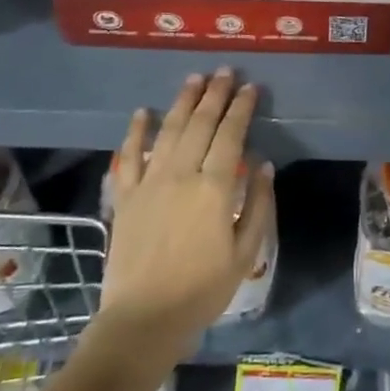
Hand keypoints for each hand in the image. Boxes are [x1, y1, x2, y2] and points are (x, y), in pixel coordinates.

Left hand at [96, 70, 273, 359]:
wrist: (143, 319)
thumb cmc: (202, 289)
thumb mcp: (245, 252)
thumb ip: (257, 205)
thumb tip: (264, 165)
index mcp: (214, 189)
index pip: (231, 136)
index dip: (242, 109)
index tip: (251, 88)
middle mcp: (181, 175)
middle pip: (200, 125)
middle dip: (215, 95)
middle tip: (225, 72)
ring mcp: (149, 183)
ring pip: (168, 131)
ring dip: (182, 102)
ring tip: (194, 79)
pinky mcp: (125, 196)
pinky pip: (128, 157)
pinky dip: (136, 132)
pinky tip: (143, 112)